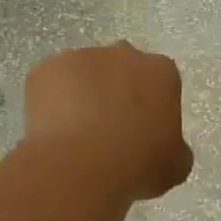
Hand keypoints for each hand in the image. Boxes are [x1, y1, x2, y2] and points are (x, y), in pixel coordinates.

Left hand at [24, 43, 192, 201]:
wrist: (80, 164)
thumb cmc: (136, 164)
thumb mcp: (174, 166)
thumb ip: (174, 148)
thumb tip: (166, 148)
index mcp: (160, 72)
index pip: (160, 82)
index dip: (150, 108)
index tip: (142, 132)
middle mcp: (122, 54)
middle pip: (120, 70)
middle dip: (115, 92)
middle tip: (107, 130)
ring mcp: (81, 57)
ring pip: (83, 74)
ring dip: (81, 95)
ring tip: (75, 134)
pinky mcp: (46, 68)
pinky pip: (50, 83)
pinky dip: (50, 101)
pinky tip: (52, 130)